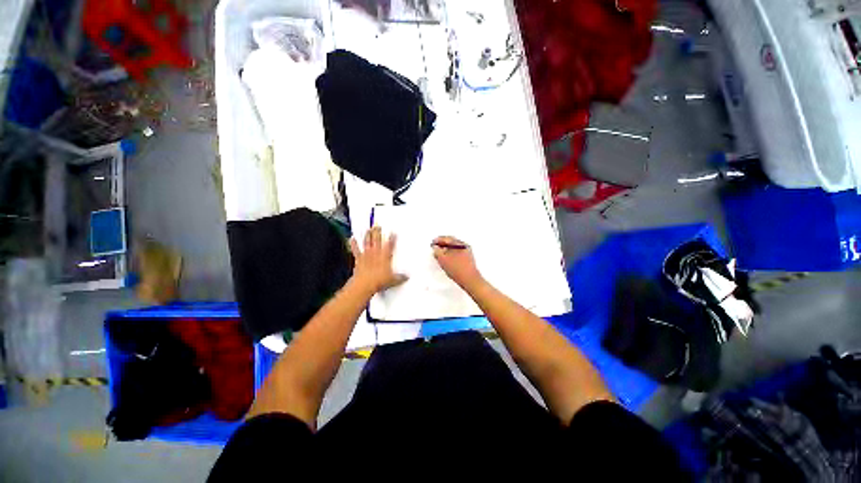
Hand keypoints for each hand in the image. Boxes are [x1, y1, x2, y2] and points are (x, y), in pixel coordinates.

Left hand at [349, 226, 407, 293]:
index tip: (393, 232)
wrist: (365, 285)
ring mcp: (367, 254)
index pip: (390, 244)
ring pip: (367, 241)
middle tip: (378, 225)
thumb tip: (406, 277)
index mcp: (385, 256)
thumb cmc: (379, 281)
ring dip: (367, 235)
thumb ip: (400, 277)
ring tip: (368, 229)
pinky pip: (356, 249)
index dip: (392, 238)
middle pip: (377, 239)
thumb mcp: (393, 280)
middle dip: (378, 231)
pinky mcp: (359, 259)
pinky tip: (352, 239)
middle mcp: (376, 253)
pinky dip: (353, 244)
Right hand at [432, 236, 482, 289]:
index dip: (438, 240)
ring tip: (440, 254)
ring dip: (446, 250)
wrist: (469, 280)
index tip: (433, 242)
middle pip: (451, 242)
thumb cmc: (458, 269)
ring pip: (454, 248)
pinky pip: (457, 253)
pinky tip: (447, 260)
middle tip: (435, 247)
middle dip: (442, 244)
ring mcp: (467, 253)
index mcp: (460, 243)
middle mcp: (465, 246)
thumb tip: (435, 248)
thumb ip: (437, 251)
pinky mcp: (468, 259)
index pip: (447, 238)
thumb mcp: (443, 259)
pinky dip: (451, 254)